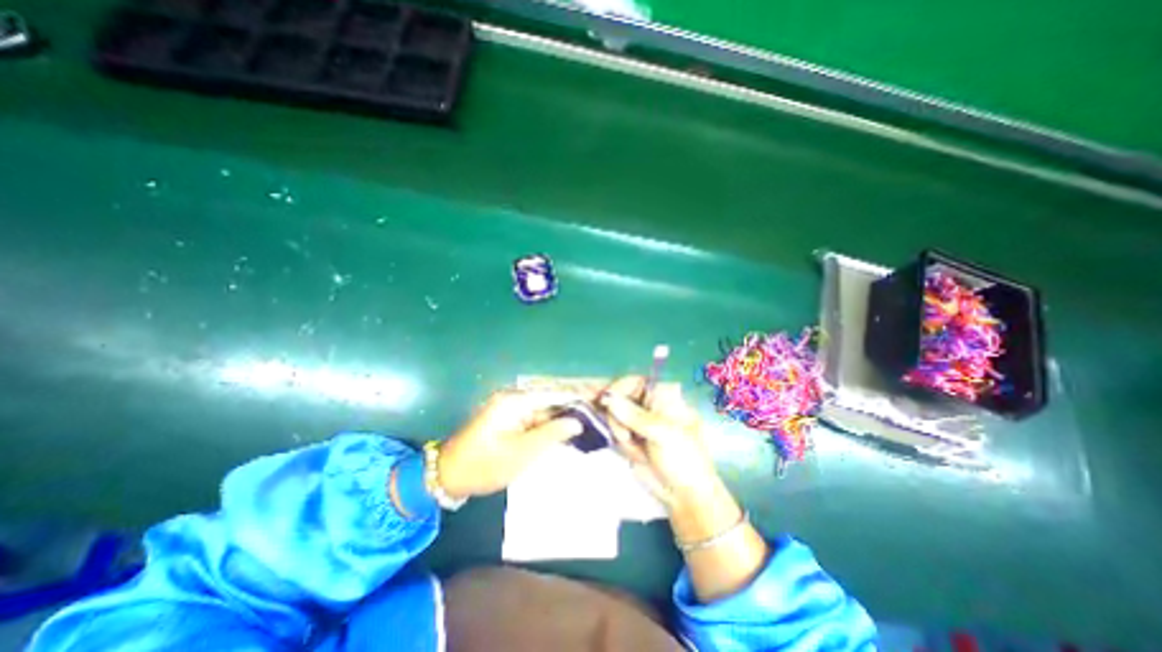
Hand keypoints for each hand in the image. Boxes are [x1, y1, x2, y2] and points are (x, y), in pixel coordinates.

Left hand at [436, 389, 586, 502]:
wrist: (448, 476)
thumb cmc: (484, 465)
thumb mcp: (521, 453)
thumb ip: (551, 434)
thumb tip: (577, 421)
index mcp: (515, 401)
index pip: (554, 394)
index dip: (577, 396)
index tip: (599, 399)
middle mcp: (514, 398)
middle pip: (550, 399)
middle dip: (572, 407)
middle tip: (597, 414)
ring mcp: (510, 407)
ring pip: (544, 409)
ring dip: (562, 417)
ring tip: (588, 423)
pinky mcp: (508, 418)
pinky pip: (534, 417)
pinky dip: (549, 424)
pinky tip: (566, 431)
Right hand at [603, 378, 722, 509]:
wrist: (685, 494)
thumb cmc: (683, 458)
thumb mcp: (661, 434)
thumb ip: (633, 415)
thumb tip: (606, 397)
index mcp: (663, 394)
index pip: (632, 381)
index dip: (616, 390)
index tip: (604, 402)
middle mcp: (648, 402)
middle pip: (618, 396)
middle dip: (616, 416)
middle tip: (626, 436)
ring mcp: (638, 419)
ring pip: (612, 414)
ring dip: (619, 433)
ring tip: (639, 450)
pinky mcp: (630, 434)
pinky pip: (613, 429)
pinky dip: (618, 440)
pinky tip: (634, 452)